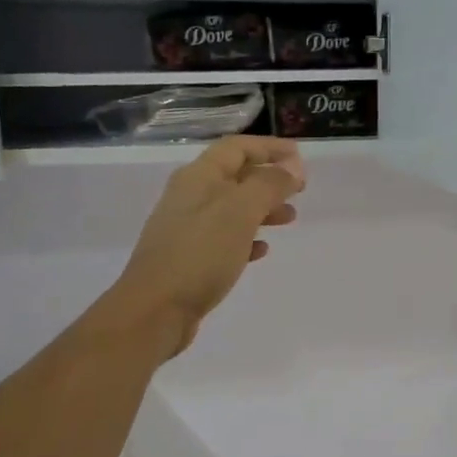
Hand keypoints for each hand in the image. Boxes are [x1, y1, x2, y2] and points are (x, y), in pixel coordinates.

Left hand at [99, 136, 305, 359]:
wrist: (155, 310)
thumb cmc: (200, 254)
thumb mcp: (240, 213)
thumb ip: (269, 185)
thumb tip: (292, 167)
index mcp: (199, 177)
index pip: (237, 147)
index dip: (269, 147)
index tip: (300, 156)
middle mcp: (190, 196)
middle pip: (235, 176)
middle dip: (269, 178)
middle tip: (300, 190)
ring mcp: (187, 228)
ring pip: (232, 207)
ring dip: (262, 208)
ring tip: (289, 219)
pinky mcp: (189, 258)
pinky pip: (224, 238)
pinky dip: (247, 237)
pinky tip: (262, 251)